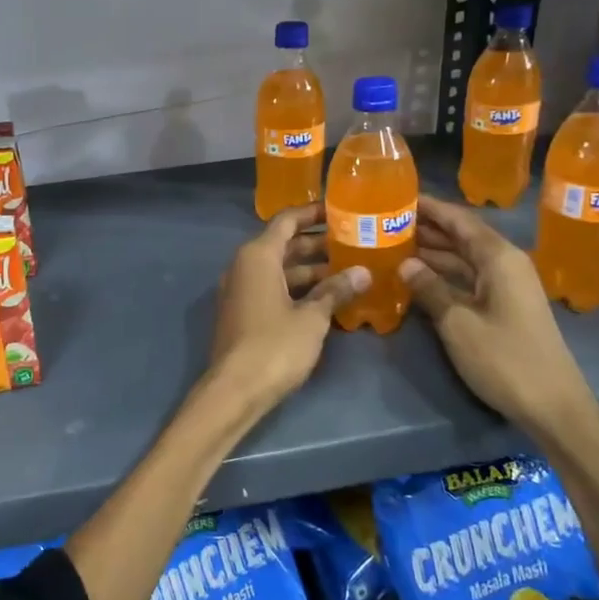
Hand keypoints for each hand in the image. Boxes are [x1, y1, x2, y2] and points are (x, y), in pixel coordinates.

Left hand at [208, 203, 369, 415]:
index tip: (340, 210)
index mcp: (257, 256)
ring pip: (280, 269)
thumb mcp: (312, 318)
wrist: (235, 389)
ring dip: (310, 269)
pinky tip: (327, 298)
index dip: (313, 213)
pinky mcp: (243, 312)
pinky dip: (297, 288)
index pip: (286, 221)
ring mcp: (241, 290)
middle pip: (284, 244)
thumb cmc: (275, 346)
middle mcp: (244, 266)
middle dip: (318, 244)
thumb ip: (335, 291)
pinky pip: (273, 288)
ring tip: (349, 270)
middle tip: (354, 242)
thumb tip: (363, 272)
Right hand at [400, 194, 598, 436]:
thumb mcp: (458, 323)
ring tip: (393, 244)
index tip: (397, 196)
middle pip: (462, 235)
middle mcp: (506, 264)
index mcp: (499, 258)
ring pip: (463, 258)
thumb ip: (430, 288)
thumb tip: (405, 263)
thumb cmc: (505, 359)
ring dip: (432, 251)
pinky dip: (443, 274)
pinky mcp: (505, 306)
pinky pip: (468, 278)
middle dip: (426, 227)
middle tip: (386, 221)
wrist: (553, 407)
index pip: (459, 220)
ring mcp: (507, 286)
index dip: (429, 207)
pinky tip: (416, 277)